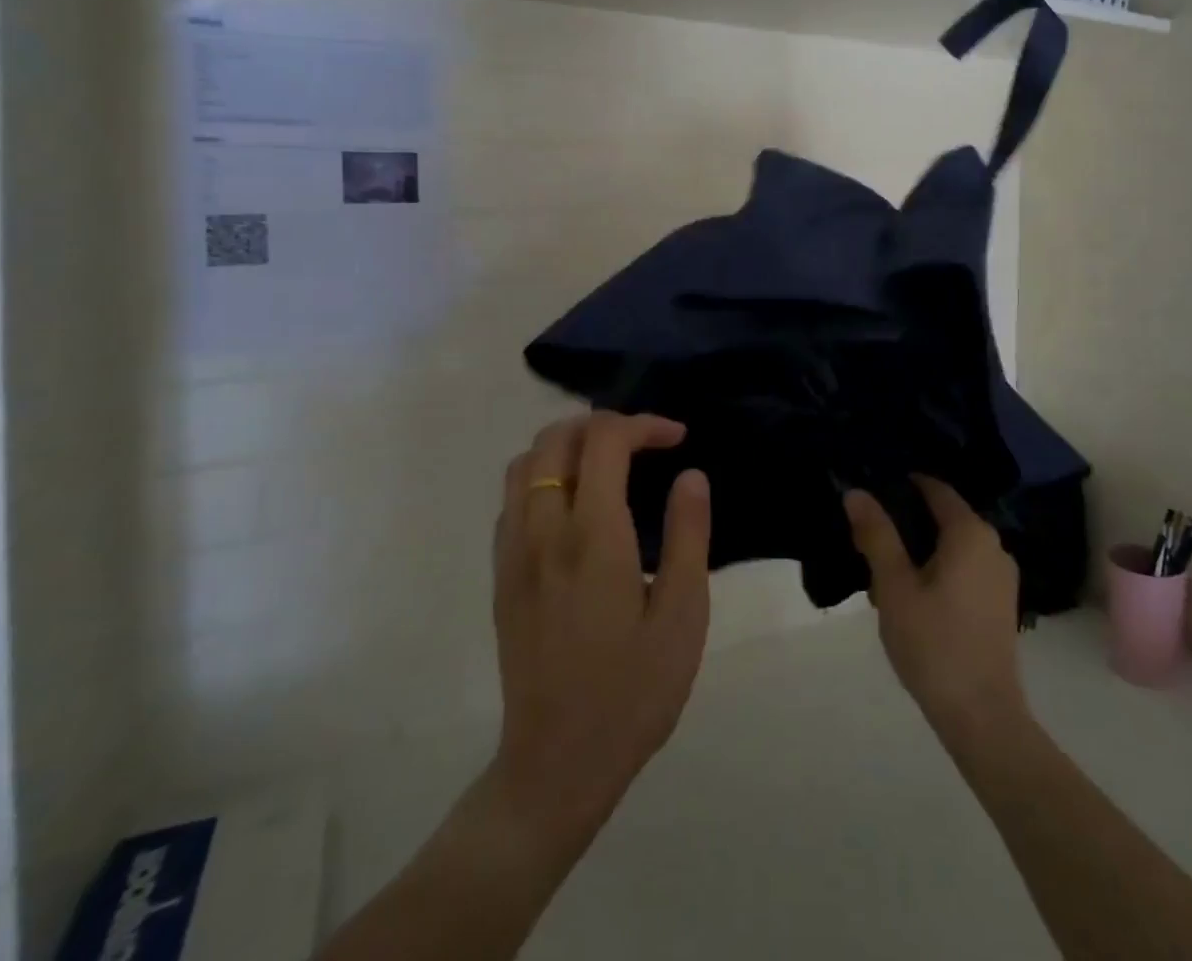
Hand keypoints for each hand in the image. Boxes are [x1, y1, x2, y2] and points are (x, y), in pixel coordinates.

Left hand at [489, 413, 711, 839]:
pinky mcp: (501, 576)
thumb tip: (690, 475)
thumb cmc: (632, 693)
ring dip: (567, 444)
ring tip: (609, 464)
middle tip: (644, 444)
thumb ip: (688, 537)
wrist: (556, 767)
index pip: (604, 441)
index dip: (643, 425)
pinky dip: (543, 475)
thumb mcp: (682, 618)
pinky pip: (512, 498)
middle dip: (603, 424)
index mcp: (593, 538)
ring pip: (524, 462)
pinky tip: (575, 505)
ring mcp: (513, 553)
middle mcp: (543, 532)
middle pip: (555, 438)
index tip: (677, 438)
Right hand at [845, 476, 1027, 740]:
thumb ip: (876, 534)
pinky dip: (939, 568)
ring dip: (921, 549)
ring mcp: (1002, 576)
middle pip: (945, 516)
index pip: (935, 489)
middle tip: (868, 532)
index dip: (903, 484)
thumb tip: (856, 492)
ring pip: (954, 545)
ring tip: (883, 566)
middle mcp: (993, 545)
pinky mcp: (1001, 603)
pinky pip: (965, 568)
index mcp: (970, 533)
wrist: (982, 716)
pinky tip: (913, 593)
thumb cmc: (934, 643)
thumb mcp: (894, 586)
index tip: (872, 488)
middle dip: (907, 520)